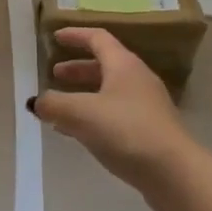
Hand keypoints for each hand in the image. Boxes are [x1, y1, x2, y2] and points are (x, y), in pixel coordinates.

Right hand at [32, 28, 204, 210]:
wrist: (175, 174)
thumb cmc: (127, 131)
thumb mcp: (81, 114)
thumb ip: (54, 104)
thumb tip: (36, 102)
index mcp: (123, 65)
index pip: (98, 38)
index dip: (75, 35)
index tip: (55, 37)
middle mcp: (138, 80)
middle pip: (104, 65)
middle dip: (77, 69)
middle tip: (54, 75)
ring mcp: (146, 107)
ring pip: (109, 92)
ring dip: (84, 95)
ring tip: (60, 107)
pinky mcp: (149, 132)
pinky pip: (115, 115)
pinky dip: (93, 116)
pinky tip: (77, 134)